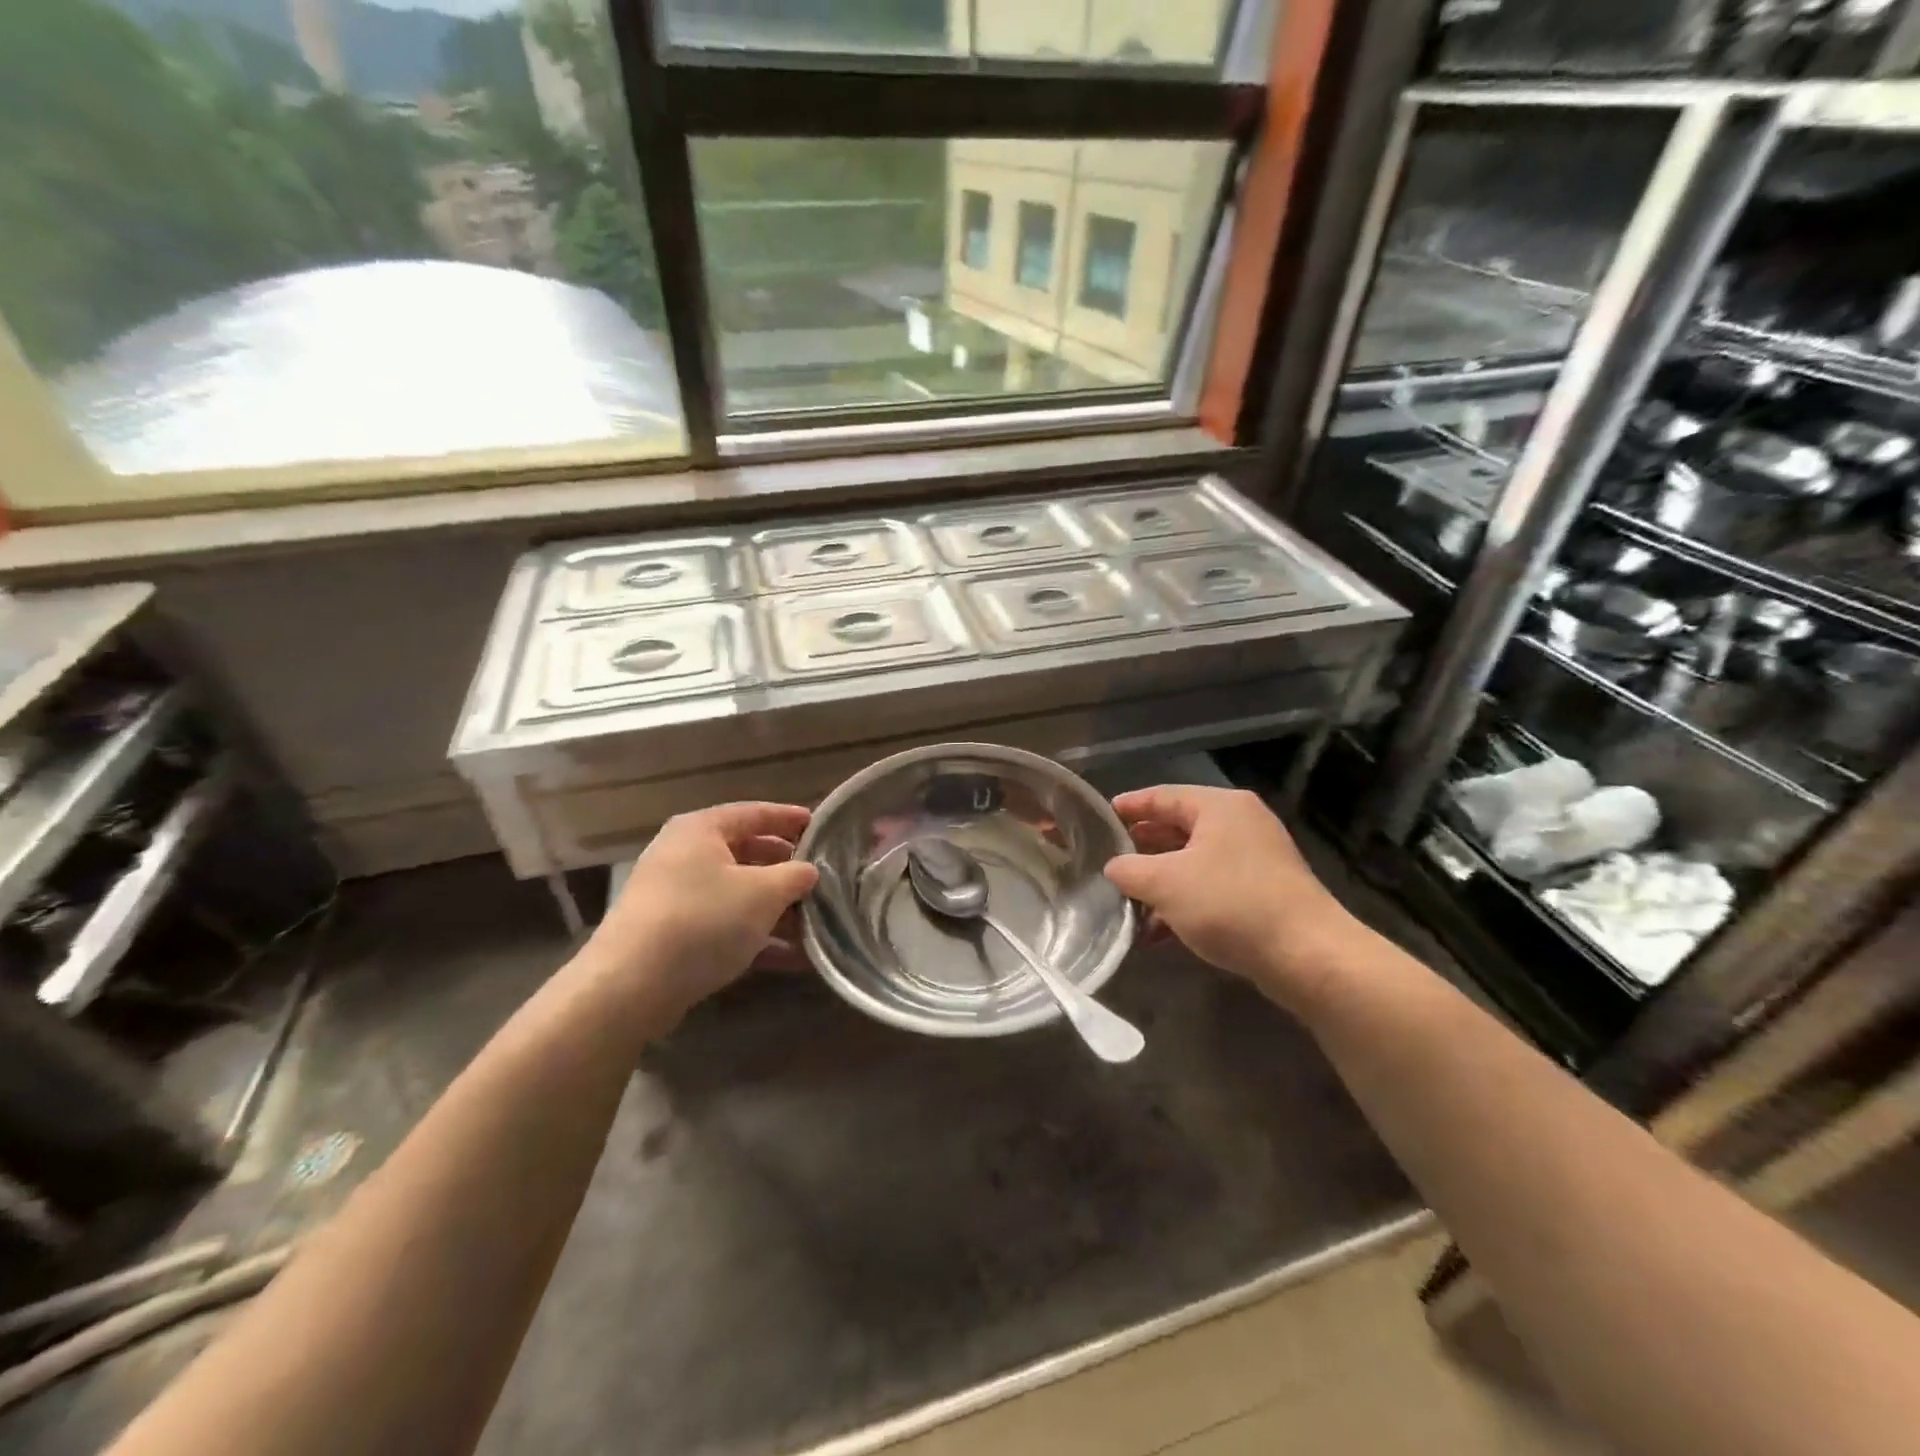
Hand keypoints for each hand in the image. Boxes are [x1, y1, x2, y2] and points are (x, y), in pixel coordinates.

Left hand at [578, 802, 818, 1021]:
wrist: (630, 986)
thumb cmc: (703, 920)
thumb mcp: (763, 893)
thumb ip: (794, 876)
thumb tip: (809, 870)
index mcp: (701, 829)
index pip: (754, 813)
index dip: (790, 818)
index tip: (821, 827)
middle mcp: (683, 855)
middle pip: (746, 854)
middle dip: (785, 870)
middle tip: (819, 878)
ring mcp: (674, 897)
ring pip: (736, 894)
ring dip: (775, 909)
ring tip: (814, 923)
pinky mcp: (672, 935)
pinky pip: (724, 926)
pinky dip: (756, 936)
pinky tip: (792, 958)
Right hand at [1104, 786, 1369, 1011]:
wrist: (1307, 956)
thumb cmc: (1230, 904)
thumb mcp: (1165, 884)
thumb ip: (1129, 870)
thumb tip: (1114, 867)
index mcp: (1220, 806)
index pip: (1162, 795)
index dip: (1129, 806)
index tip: (1099, 817)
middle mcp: (1241, 824)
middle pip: (1178, 828)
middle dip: (1142, 848)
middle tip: (1109, 860)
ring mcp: (1256, 859)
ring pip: (1193, 862)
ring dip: (1160, 882)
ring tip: (1127, 902)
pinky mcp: (1264, 892)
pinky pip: (1212, 887)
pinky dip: (1184, 903)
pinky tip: (1158, 932)